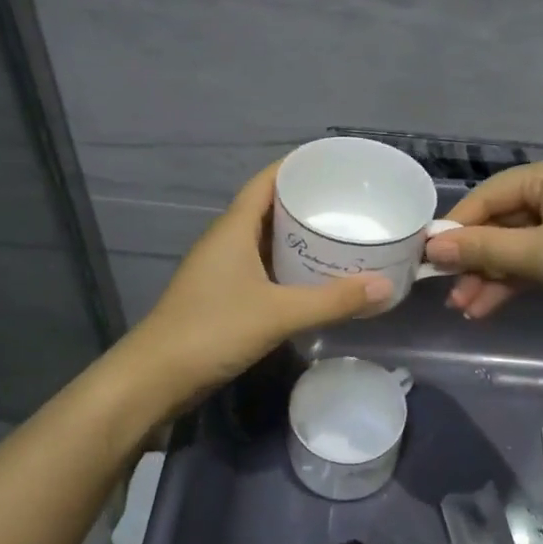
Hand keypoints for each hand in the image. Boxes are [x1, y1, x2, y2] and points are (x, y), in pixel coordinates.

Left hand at [126, 163, 391, 402]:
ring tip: (340, 235)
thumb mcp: (279, 314)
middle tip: (349, 204)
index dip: (296, 167)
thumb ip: (333, 300)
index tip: (334, 165)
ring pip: (265, 241)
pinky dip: (287, 266)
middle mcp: (226, 241)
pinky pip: (261, 268)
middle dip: (306, 204)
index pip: (266, 182)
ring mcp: (221, 270)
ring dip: (297, 237)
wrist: (156, 378)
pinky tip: (313, 277)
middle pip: (269, 209)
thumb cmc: (213, 331)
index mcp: (233, 229)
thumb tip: (386, 286)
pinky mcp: (222, 296)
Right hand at [422, 152, 542, 332]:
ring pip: (520, 244)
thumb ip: (484, 250)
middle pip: (503, 222)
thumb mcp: (540, 256)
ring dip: (493, 276)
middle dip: (476, 261)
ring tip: (467, 310)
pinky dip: (518, 279)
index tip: (428, 258)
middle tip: (449, 294)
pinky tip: (491, 305)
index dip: (457, 227)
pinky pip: (541, 256)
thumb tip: (433, 246)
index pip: (489, 195)